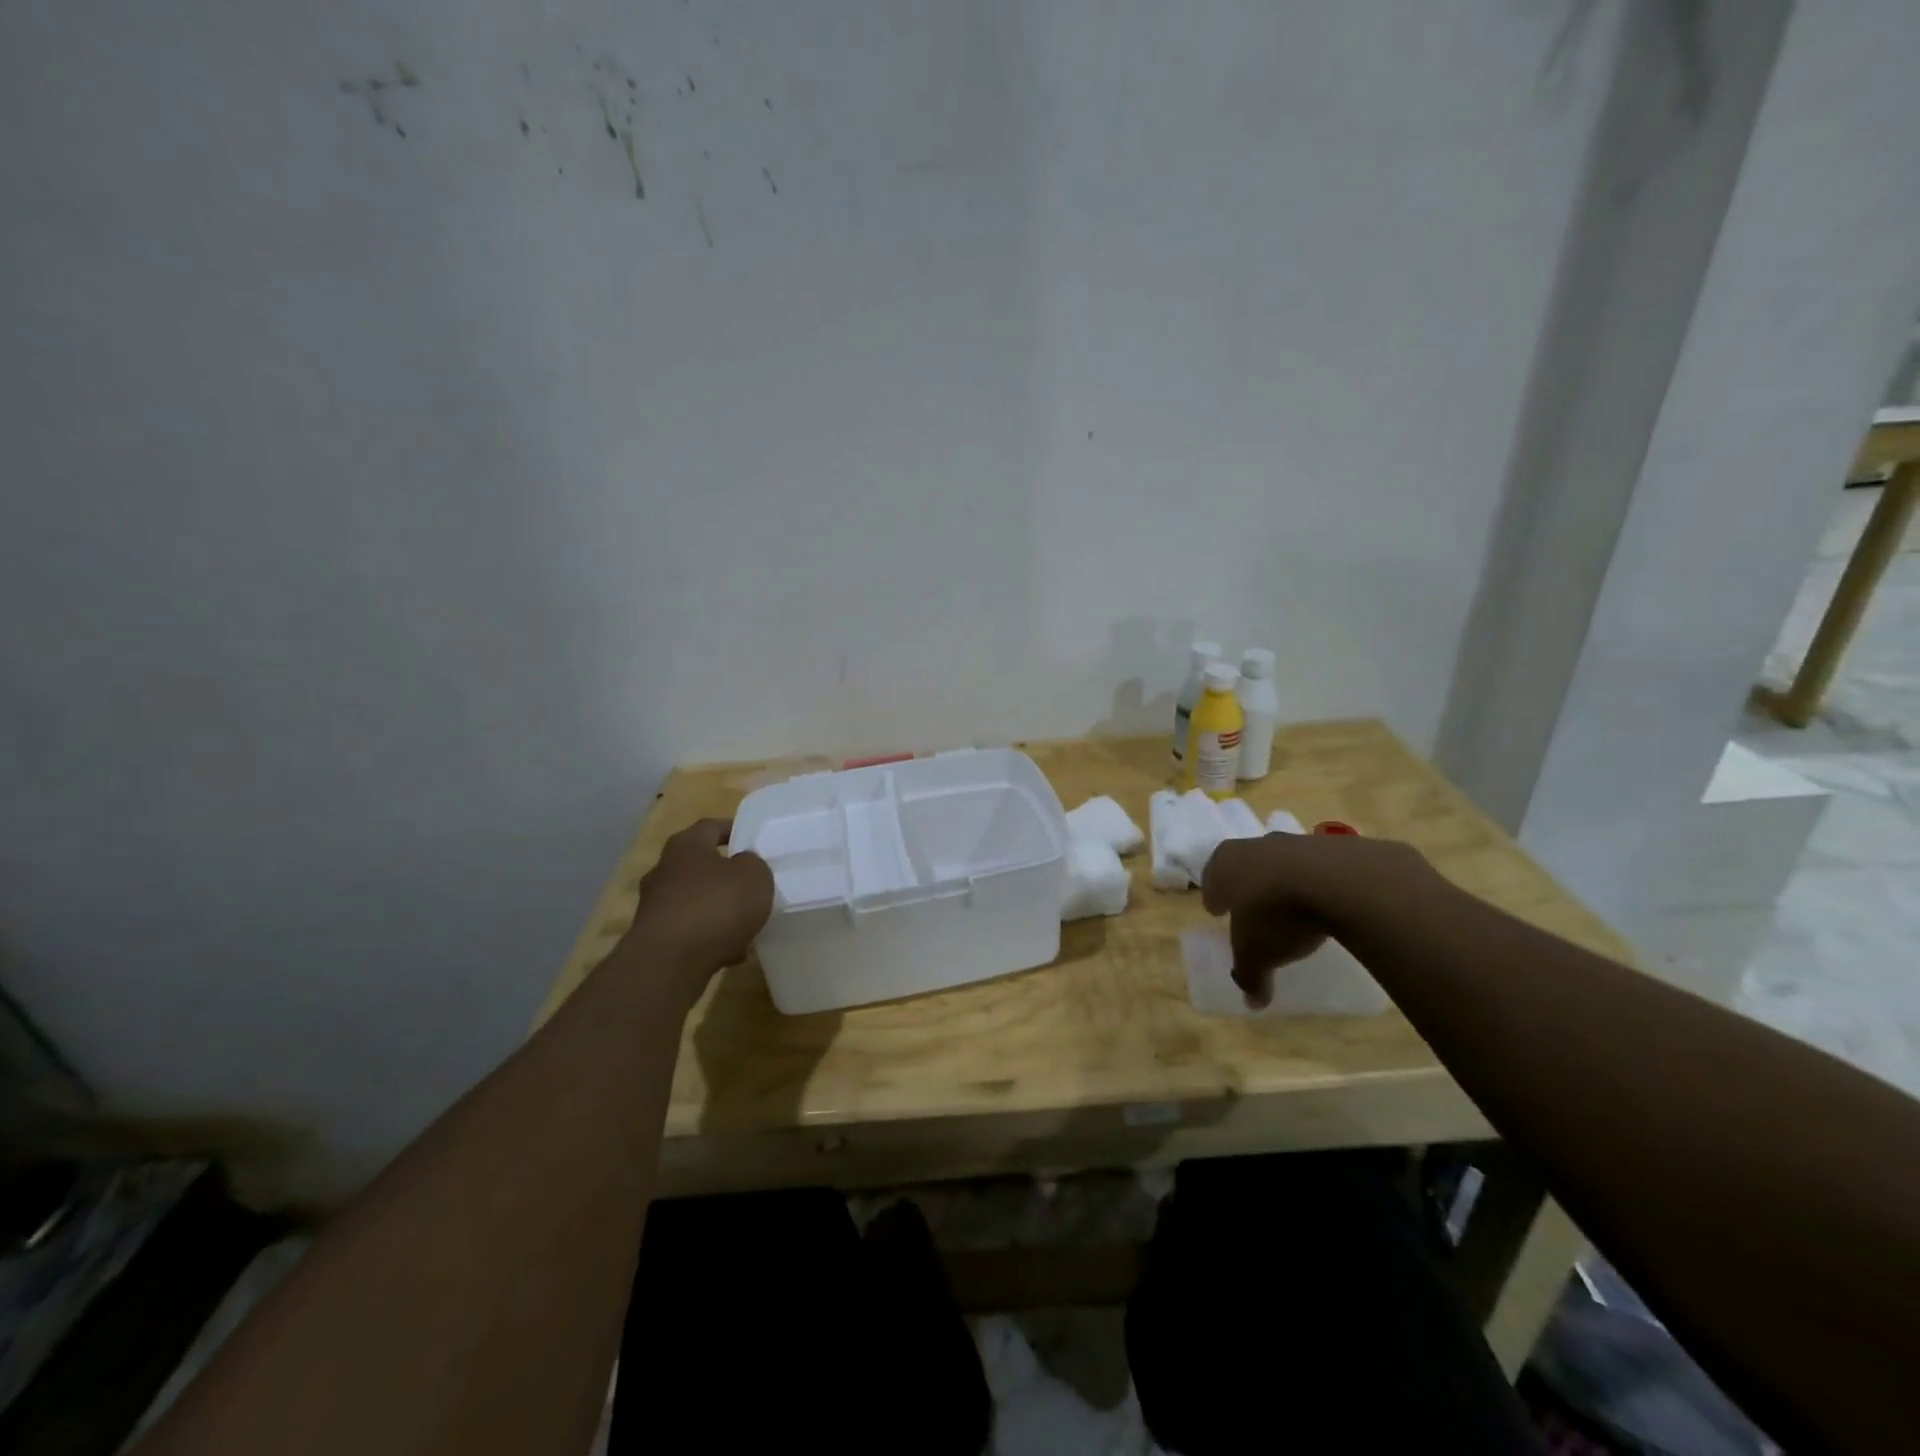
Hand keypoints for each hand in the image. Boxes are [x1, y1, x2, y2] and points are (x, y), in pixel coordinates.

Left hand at [625, 819, 774, 988]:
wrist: (669, 963)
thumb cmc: (715, 906)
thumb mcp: (754, 876)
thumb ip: (752, 864)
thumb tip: (741, 865)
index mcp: (686, 846)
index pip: (711, 826)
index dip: (733, 829)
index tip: (752, 838)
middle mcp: (664, 870)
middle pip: (699, 864)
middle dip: (724, 874)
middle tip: (751, 883)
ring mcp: (655, 906)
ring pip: (695, 900)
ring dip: (718, 909)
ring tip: (747, 923)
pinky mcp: (655, 939)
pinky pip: (691, 931)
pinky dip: (710, 937)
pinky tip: (733, 952)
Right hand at [1200, 835, 1330, 1008]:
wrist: (1339, 881)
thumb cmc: (1277, 915)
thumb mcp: (1257, 955)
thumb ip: (1250, 977)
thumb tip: (1252, 1002)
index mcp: (1225, 865)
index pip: (1212, 879)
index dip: (1214, 896)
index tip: (1217, 910)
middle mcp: (1254, 847)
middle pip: (1244, 864)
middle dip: (1246, 884)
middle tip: (1250, 905)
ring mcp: (1294, 842)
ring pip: (1281, 861)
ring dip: (1283, 880)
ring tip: (1292, 906)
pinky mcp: (1332, 846)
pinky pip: (1318, 867)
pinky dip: (1318, 882)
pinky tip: (1327, 902)